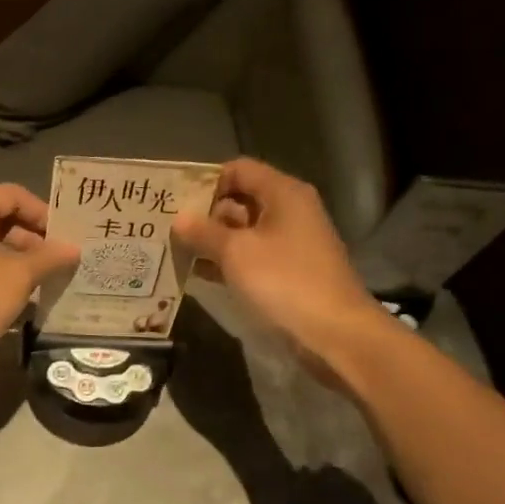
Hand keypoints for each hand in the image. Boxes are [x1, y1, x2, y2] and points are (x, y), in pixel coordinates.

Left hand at [0, 184, 78, 379]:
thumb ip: (48, 257)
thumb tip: (72, 249)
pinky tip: (13, 288)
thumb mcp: (19, 277)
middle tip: (55, 257)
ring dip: (13, 251)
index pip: (13, 195)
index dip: (42, 213)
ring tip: (40, 275)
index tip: (62, 236)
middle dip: (29, 234)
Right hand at [174, 159, 380, 361]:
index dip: (206, 181)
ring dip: (213, 240)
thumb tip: (179, 218)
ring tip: (175, 250)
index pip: (239, 170)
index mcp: (283, 193)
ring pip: (244, 231)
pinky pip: (252, 256)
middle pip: (240, 199)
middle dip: (205, 213)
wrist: (335, 333)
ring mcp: (291, 243)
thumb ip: (204, 232)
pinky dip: (228, 262)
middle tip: (169, 228)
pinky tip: (198, 273)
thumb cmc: (285, 281)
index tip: (176, 200)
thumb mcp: (236, 253)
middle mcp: (290, 211)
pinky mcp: (289, 271)